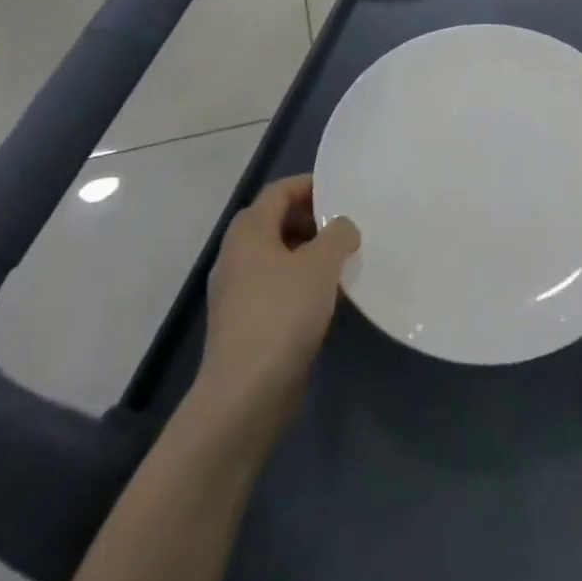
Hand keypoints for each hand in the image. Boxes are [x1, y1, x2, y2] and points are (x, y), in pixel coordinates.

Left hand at [189, 175, 359, 449]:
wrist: (245, 395)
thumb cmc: (282, 314)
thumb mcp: (321, 264)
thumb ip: (338, 234)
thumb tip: (342, 227)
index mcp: (249, 231)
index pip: (279, 191)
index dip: (310, 185)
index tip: (342, 192)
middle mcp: (236, 254)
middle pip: (275, 220)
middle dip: (311, 218)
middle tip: (345, 226)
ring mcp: (237, 291)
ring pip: (276, 255)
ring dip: (308, 252)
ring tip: (342, 260)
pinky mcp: (244, 322)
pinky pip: (275, 285)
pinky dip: (299, 281)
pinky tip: (325, 297)